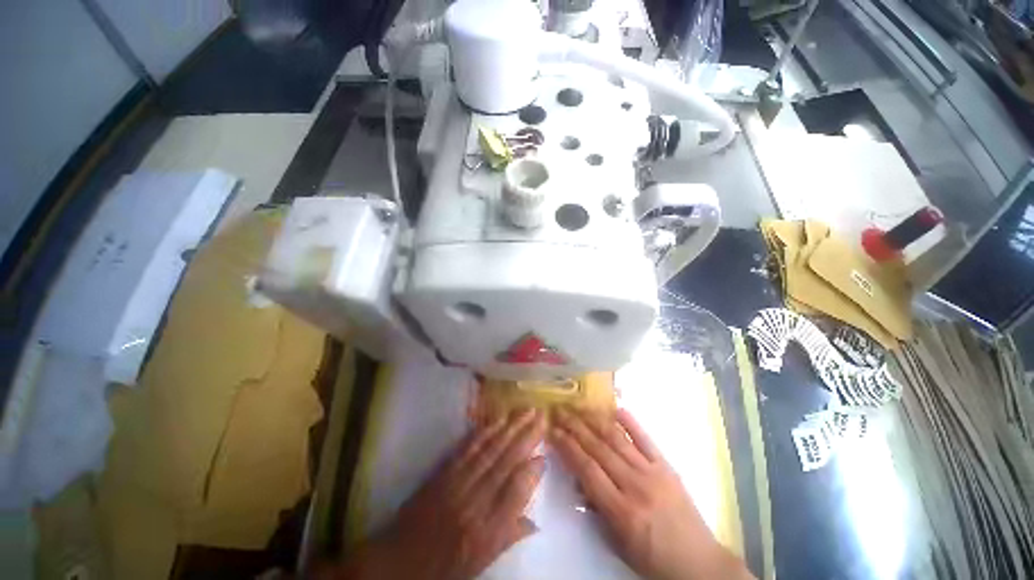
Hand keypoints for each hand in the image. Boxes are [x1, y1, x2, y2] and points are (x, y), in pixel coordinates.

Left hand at [334, 409, 546, 579]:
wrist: (397, 562)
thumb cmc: (442, 568)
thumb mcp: (479, 564)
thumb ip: (507, 537)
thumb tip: (535, 522)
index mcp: (486, 531)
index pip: (516, 493)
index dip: (532, 471)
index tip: (545, 454)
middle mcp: (473, 502)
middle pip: (505, 463)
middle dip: (526, 437)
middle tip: (541, 417)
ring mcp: (456, 483)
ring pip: (489, 450)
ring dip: (509, 428)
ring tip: (525, 411)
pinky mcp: (443, 471)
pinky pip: (467, 447)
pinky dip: (484, 431)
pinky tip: (497, 420)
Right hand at [550, 408, 753, 579]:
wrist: (699, 564)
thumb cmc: (653, 560)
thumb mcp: (618, 544)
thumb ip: (596, 509)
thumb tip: (579, 480)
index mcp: (621, 510)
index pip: (587, 469)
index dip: (567, 447)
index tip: (552, 431)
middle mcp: (635, 485)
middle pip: (598, 448)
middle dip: (575, 427)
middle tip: (559, 411)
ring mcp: (653, 472)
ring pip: (617, 439)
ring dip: (595, 420)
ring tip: (578, 406)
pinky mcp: (667, 466)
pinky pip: (646, 440)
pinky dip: (630, 422)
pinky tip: (616, 408)